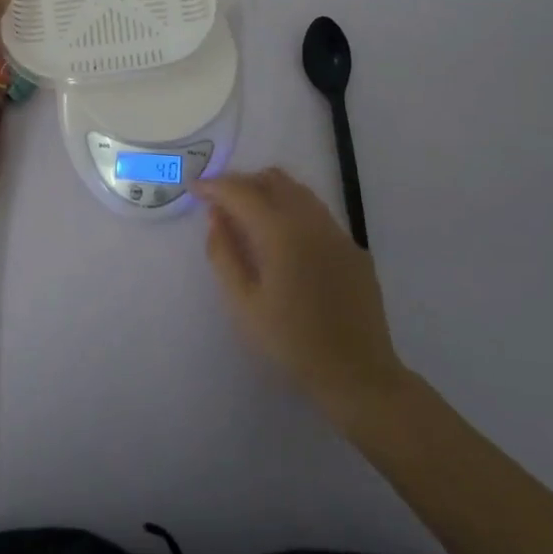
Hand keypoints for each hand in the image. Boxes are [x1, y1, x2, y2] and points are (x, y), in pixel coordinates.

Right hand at [196, 168, 406, 424]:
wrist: (358, 374)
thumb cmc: (291, 342)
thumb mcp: (243, 304)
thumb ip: (224, 254)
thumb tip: (215, 217)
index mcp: (280, 231)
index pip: (240, 191)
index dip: (213, 186)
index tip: (194, 188)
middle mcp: (311, 220)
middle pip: (272, 179)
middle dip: (242, 183)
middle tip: (221, 204)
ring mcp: (337, 232)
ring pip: (298, 192)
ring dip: (269, 193)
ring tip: (250, 218)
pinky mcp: (353, 249)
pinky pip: (318, 215)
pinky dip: (293, 213)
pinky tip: (286, 244)